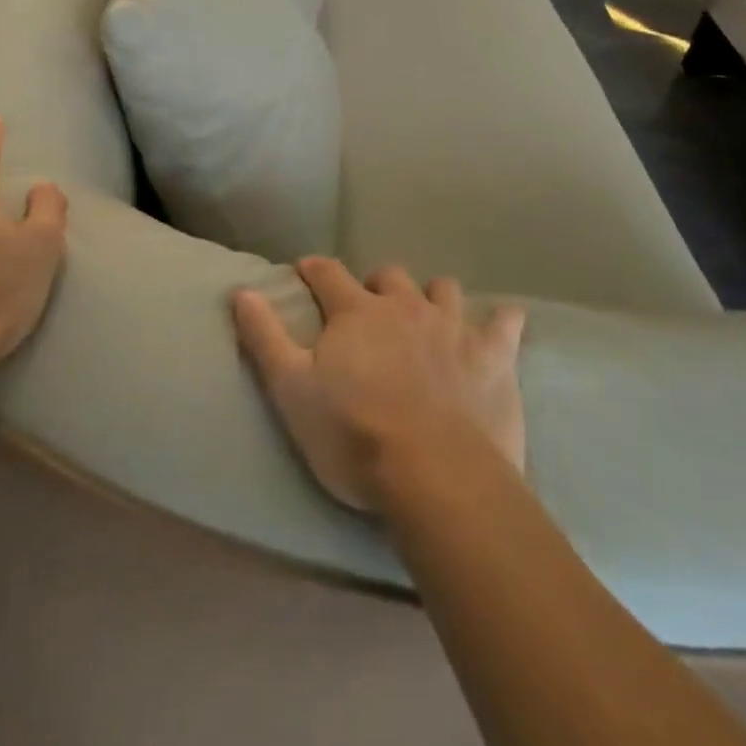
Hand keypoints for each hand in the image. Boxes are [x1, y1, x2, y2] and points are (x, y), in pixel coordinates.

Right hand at [232, 258, 525, 512]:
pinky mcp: (494, 355)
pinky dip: (500, 321)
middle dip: (375, 284)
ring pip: (443, 289)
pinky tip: (500, 327)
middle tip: (369, 308)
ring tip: (427, 317)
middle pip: (389, 275)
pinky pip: (504, 322)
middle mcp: (405, 306)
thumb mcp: (291, 389)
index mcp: (356, 312)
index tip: (306, 271)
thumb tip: (241, 290)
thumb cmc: (353, 435)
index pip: (328, 274)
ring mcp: (453, 327)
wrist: (436, 476)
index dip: (314, 269)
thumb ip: (264, 336)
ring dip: (432, 297)